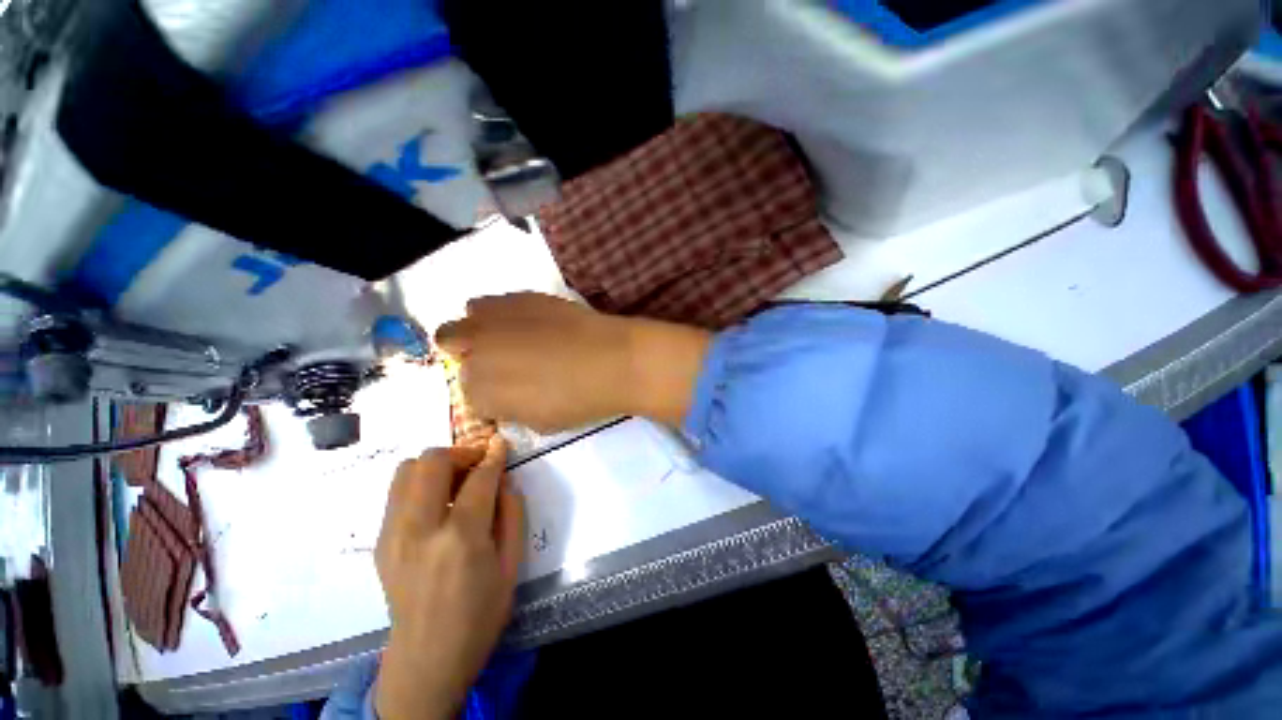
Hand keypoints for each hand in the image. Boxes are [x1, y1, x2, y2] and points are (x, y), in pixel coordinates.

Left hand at [374, 437, 524, 719]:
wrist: (427, 658)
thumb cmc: (480, 615)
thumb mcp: (512, 564)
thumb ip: (512, 514)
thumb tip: (503, 479)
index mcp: (461, 538)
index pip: (479, 478)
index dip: (494, 456)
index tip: (502, 446)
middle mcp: (420, 529)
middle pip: (432, 462)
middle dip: (461, 453)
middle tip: (479, 465)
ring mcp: (393, 535)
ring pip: (406, 470)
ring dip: (436, 465)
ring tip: (456, 481)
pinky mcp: (380, 542)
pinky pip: (397, 493)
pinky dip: (420, 484)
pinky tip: (438, 504)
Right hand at [435, 293, 710, 431]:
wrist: (613, 360)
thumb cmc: (580, 401)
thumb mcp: (540, 423)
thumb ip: (512, 411)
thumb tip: (508, 399)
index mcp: (480, 392)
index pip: (468, 394)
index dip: (489, 395)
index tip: (508, 394)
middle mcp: (475, 351)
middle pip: (451, 346)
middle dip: (471, 357)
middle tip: (502, 363)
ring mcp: (494, 320)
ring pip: (464, 320)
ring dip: (479, 331)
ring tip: (510, 338)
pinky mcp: (518, 298)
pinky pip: (491, 303)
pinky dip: (500, 315)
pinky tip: (526, 323)